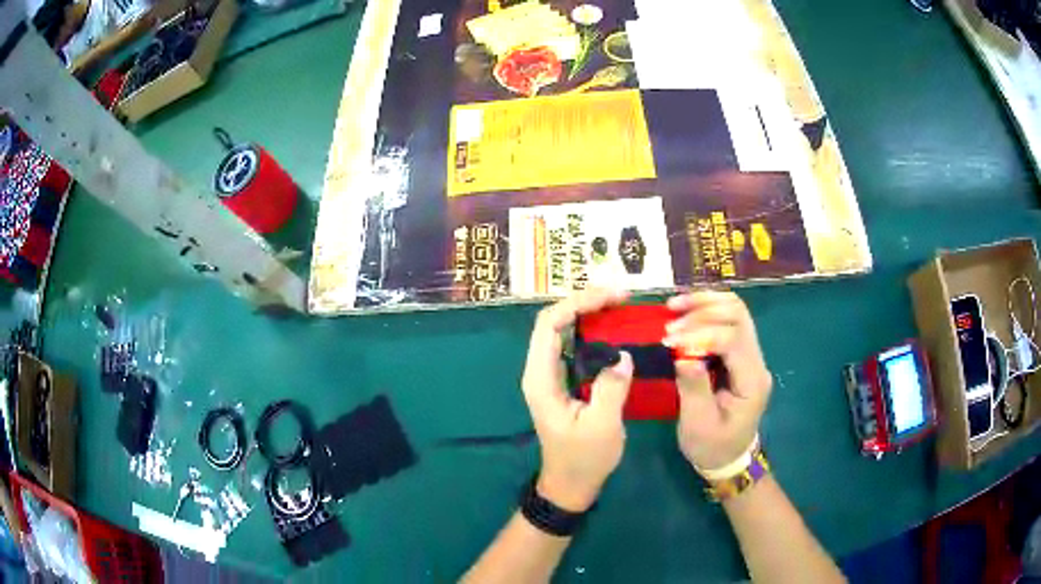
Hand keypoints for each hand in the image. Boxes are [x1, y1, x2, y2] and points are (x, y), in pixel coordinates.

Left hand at [522, 288, 634, 511]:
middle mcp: (540, 371)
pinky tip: (614, 329)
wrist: (570, 485)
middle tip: (621, 296)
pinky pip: (574, 347)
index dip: (577, 303)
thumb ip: (611, 388)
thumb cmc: (584, 460)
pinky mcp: (563, 382)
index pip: (549, 325)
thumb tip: (622, 354)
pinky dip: (593, 332)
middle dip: (585, 302)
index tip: (612, 297)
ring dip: (589, 314)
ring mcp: (550, 376)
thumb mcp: (602, 426)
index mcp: (541, 379)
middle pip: (554, 322)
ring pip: (563, 331)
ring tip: (620, 305)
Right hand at [663, 291, 772, 472]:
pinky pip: (727, 320)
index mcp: (751, 381)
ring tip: (673, 307)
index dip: (700, 333)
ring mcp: (750, 355)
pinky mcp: (739, 354)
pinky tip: (684, 314)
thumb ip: (694, 389)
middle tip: (670, 321)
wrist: (728, 457)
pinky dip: (705, 311)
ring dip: (704, 304)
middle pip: (738, 315)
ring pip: (735, 310)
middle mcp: (756, 361)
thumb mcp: (698, 425)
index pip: (732, 338)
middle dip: (702, 310)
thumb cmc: (712, 446)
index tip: (669, 341)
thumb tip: (682, 355)